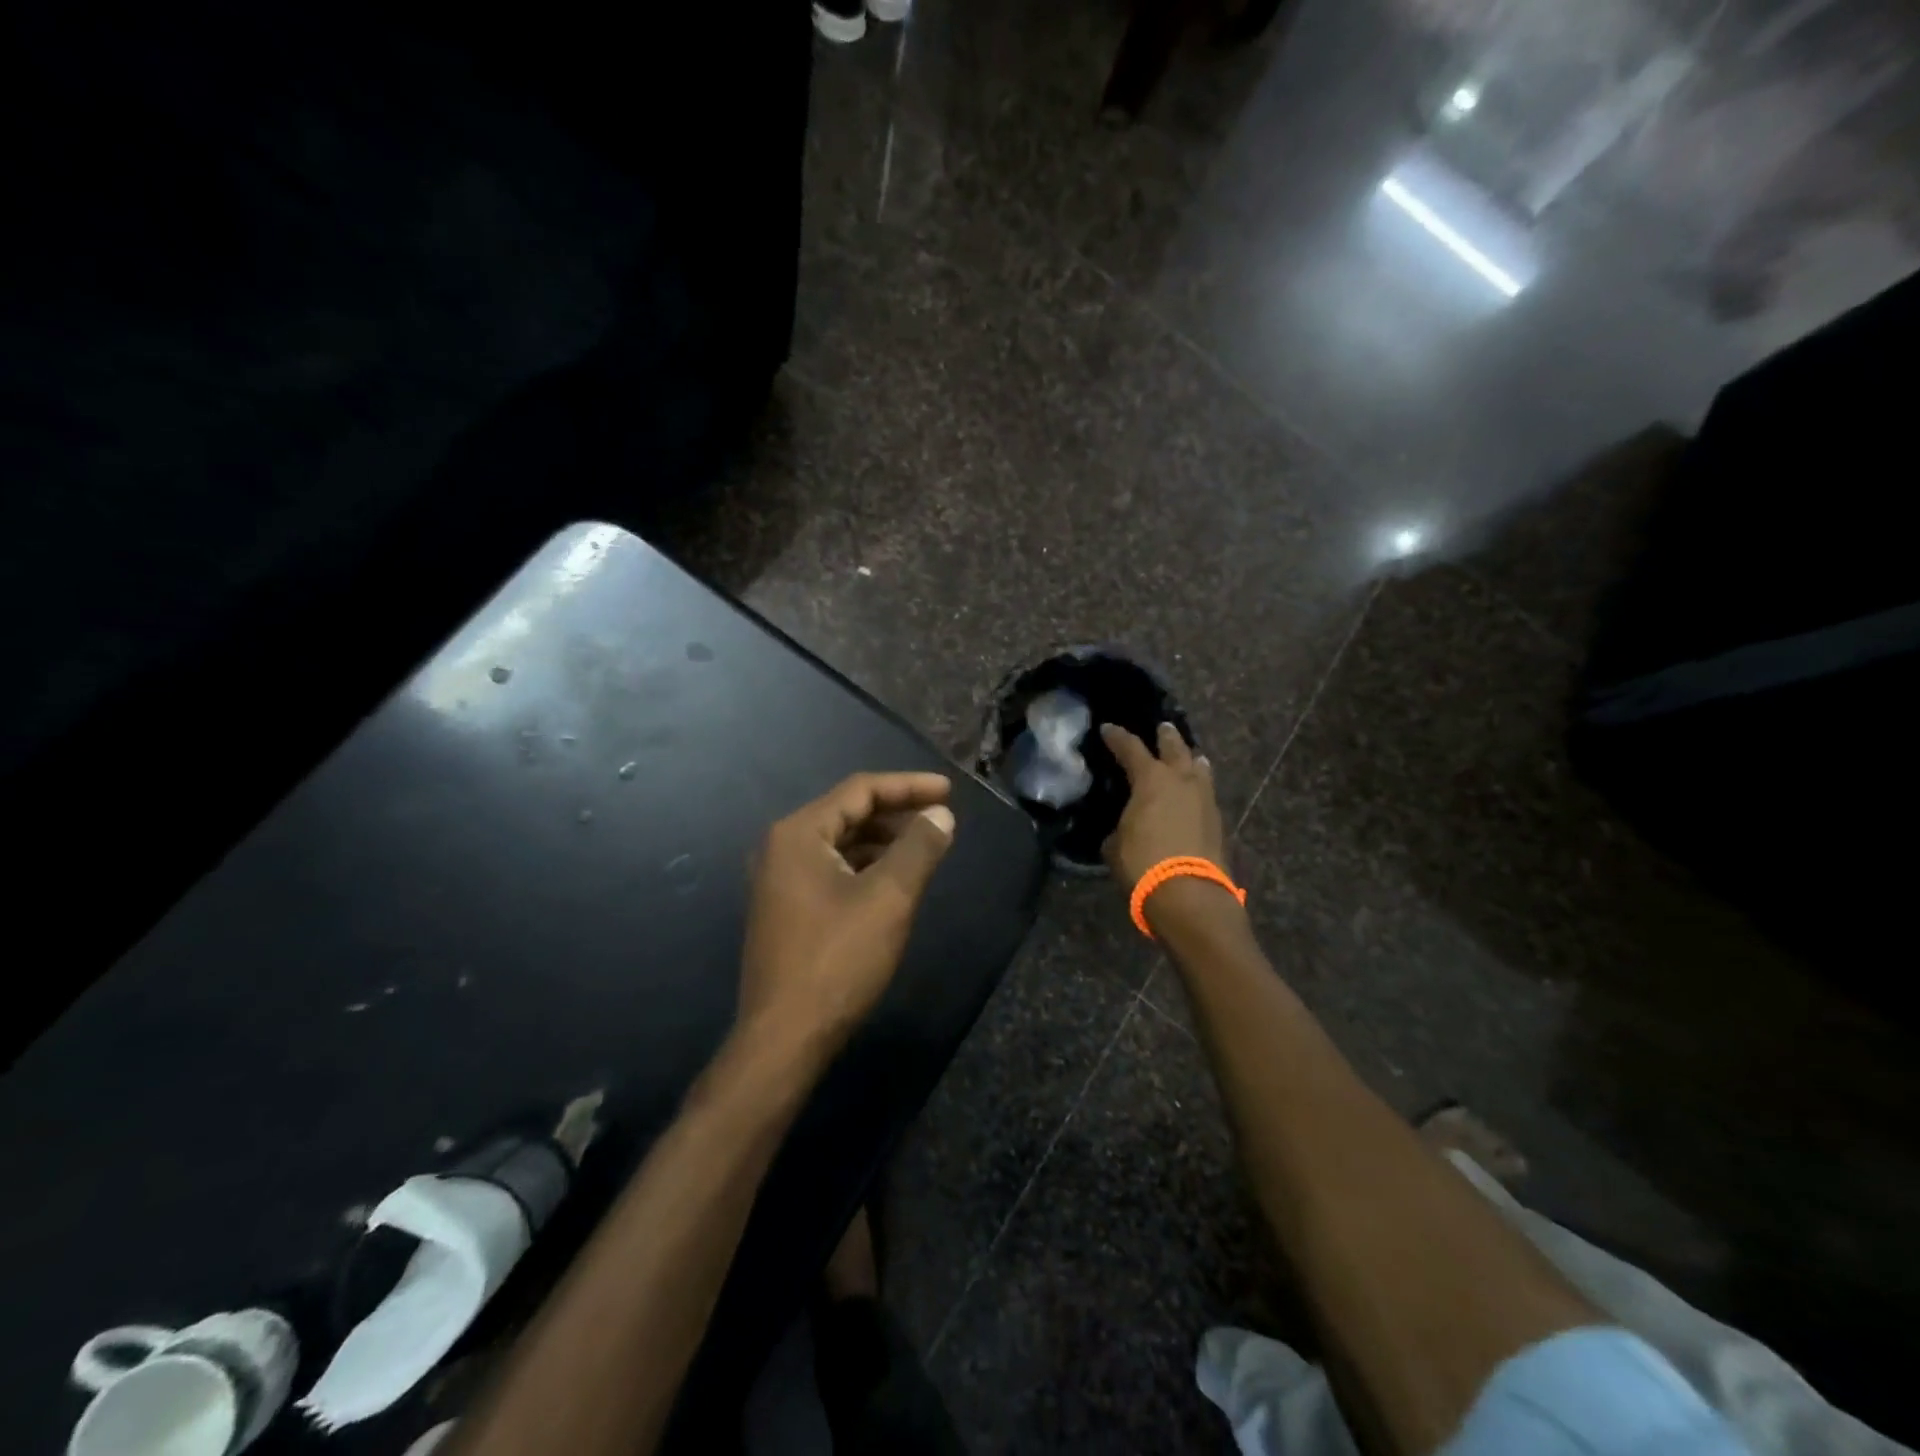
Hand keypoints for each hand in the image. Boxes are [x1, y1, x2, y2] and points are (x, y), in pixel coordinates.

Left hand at [739, 772, 956, 1051]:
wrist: (784, 1038)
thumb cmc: (838, 960)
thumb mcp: (889, 898)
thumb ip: (918, 849)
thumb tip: (941, 815)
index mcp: (798, 834)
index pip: (860, 791)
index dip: (908, 786)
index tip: (949, 792)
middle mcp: (780, 848)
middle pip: (847, 813)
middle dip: (896, 814)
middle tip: (939, 820)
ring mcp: (778, 880)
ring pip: (839, 844)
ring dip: (882, 842)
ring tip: (923, 849)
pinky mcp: (784, 909)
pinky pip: (830, 870)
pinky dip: (864, 867)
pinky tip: (892, 882)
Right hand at [1100, 722, 1228, 887]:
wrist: (1189, 895)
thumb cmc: (1143, 863)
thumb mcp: (1115, 845)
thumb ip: (1119, 828)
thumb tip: (1122, 829)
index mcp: (1150, 779)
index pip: (1130, 748)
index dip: (1117, 737)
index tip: (1108, 728)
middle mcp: (1181, 780)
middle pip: (1175, 747)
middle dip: (1166, 736)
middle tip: (1162, 727)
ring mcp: (1204, 799)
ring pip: (1199, 768)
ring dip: (1191, 759)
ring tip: (1189, 757)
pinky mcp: (1218, 821)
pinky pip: (1206, 793)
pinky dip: (1198, 789)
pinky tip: (1194, 794)